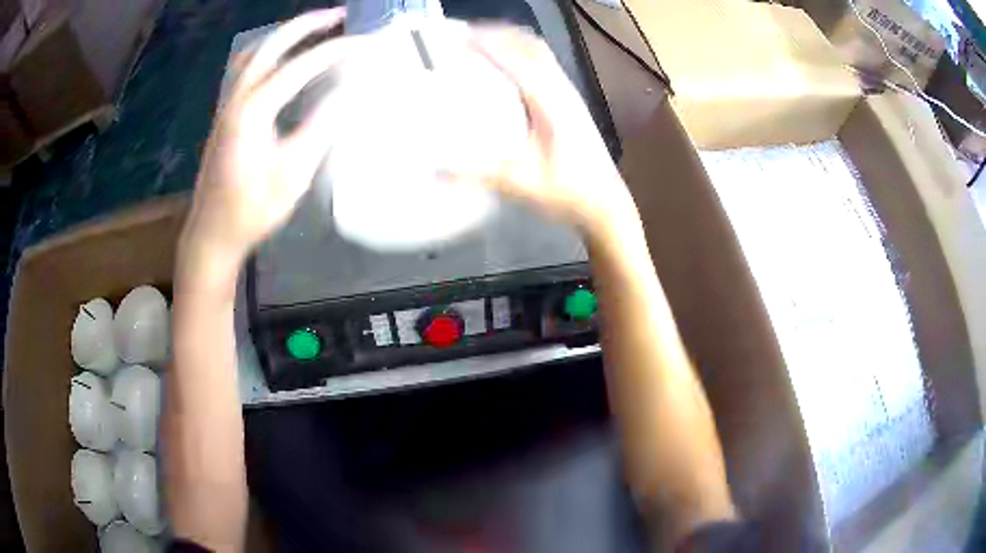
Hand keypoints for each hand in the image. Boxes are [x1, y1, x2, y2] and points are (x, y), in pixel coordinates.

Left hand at [179, 8, 356, 269]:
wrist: (212, 233)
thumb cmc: (252, 209)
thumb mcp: (293, 173)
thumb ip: (321, 127)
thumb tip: (348, 92)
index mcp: (253, 110)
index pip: (301, 65)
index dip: (336, 50)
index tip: (368, 42)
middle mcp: (237, 97)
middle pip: (271, 44)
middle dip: (306, 24)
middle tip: (339, 15)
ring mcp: (226, 104)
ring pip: (253, 52)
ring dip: (283, 35)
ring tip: (312, 30)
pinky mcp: (224, 115)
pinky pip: (244, 69)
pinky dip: (267, 53)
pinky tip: (280, 59)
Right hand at [468, 27, 635, 233]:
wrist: (606, 205)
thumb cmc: (568, 193)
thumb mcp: (520, 183)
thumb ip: (477, 173)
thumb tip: (433, 167)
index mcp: (551, 101)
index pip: (516, 59)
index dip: (487, 43)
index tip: (457, 35)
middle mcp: (562, 89)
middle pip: (530, 45)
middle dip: (497, 33)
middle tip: (463, 34)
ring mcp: (569, 94)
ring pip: (539, 53)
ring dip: (510, 41)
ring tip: (479, 43)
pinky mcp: (570, 103)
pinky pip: (543, 66)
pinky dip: (520, 55)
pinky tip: (503, 68)